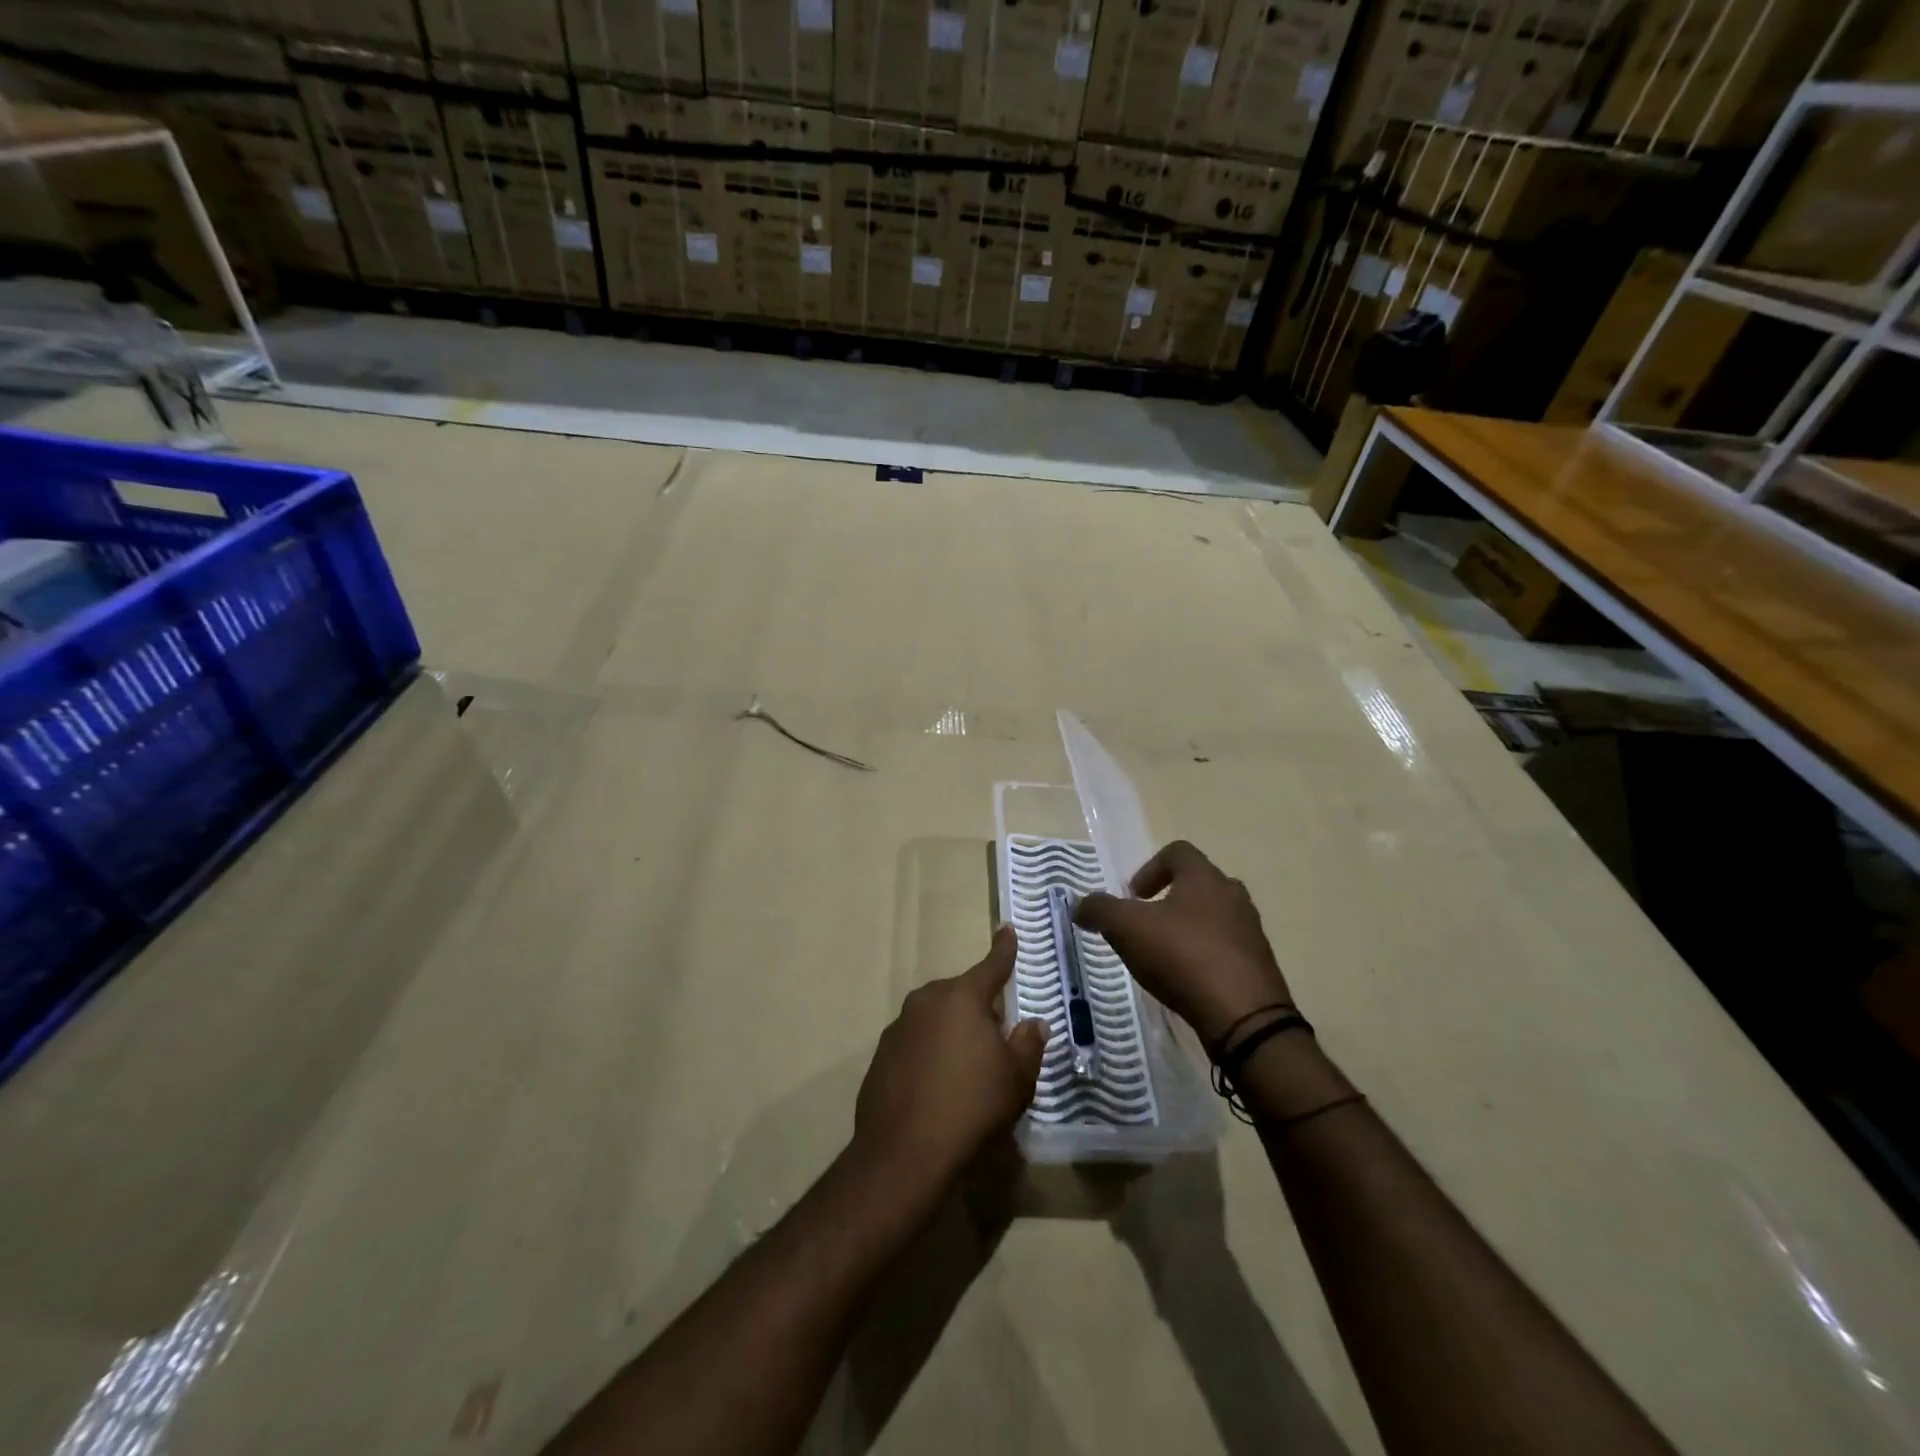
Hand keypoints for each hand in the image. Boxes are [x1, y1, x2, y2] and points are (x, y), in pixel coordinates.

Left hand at [853, 926, 1049, 1193]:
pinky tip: (937, 1088)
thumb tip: (1033, 1023)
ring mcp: (899, 1027)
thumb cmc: (972, 1106)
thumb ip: (1028, 1044)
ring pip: (935, 1019)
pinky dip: (929, 1054)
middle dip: (979, 1009)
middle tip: (996, 1041)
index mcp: (962, 997)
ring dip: (952, 1033)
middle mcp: (926, 1001)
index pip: (991, 966)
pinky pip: (915, 1043)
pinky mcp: (881, 1055)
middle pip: (961, 995)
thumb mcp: (1017, 1078)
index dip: (1004, 949)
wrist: (905, 1152)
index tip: (1007, 929)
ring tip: (966, 1071)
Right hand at [1075, 840, 1291, 1047]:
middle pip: (1197, 883)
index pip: (1177, 851)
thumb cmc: (1183, 957)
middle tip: (1146, 925)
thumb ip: (1099, 910)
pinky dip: (1204, 955)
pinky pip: (1226, 948)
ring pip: (1213, 916)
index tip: (1133, 897)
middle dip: (1167, 899)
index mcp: (1204, 877)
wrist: (1244, 1016)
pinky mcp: (1258, 964)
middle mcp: (1232, 895)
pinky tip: (1187, 980)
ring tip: (1164, 956)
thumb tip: (1081, 906)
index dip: (1149, 868)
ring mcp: (1250, 930)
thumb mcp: (1126, 929)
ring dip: (1187, 928)